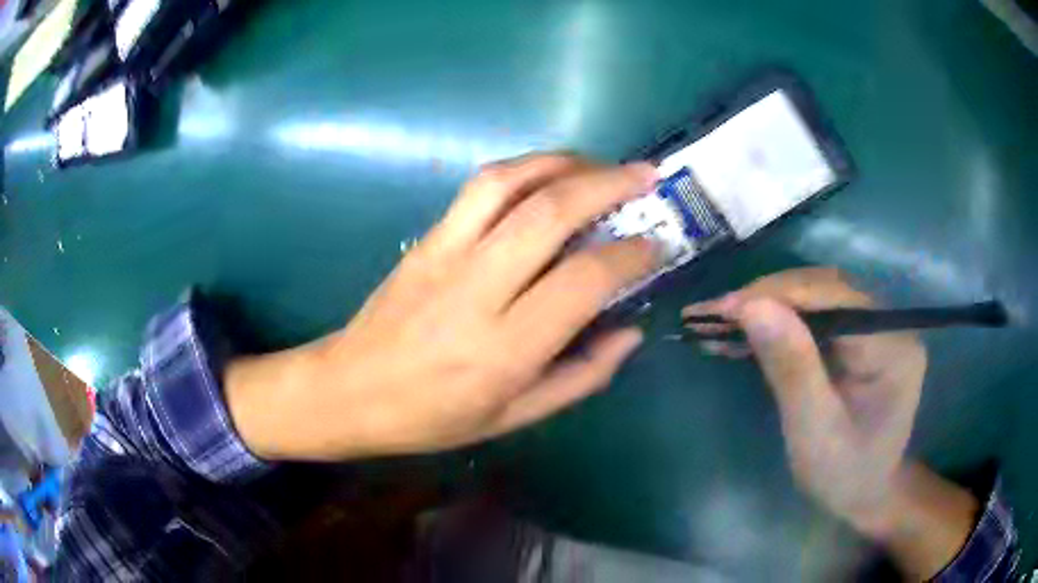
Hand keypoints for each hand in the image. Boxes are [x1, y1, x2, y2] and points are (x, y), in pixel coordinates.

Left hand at [228, 154, 659, 460]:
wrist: (351, 390)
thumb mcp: (515, 417)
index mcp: (505, 348)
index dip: (630, 255)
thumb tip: (631, 331)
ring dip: (563, 162)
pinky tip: (548, 174)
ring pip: (509, 183)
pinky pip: (479, 187)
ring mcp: (446, 254)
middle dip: (608, 184)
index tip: (657, 244)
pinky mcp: (426, 238)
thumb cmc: (433, 416)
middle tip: (646, 175)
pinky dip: (523, 169)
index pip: (583, 280)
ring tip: (600, 165)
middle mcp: (477, 289)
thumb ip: (581, 375)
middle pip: (550, 213)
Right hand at [684, 268, 926, 525]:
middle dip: (765, 298)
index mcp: (891, 347)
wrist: (862, 492)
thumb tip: (752, 306)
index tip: (721, 309)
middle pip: (823, 290)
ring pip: (813, 296)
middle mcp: (886, 323)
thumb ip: (792, 368)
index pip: (833, 299)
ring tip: (717, 321)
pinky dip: (774, 321)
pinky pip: (812, 315)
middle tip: (710, 315)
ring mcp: (871, 326)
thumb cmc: (842, 474)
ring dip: (765, 306)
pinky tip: (742, 330)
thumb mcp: (814, 432)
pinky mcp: (854, 335)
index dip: (777, 297)